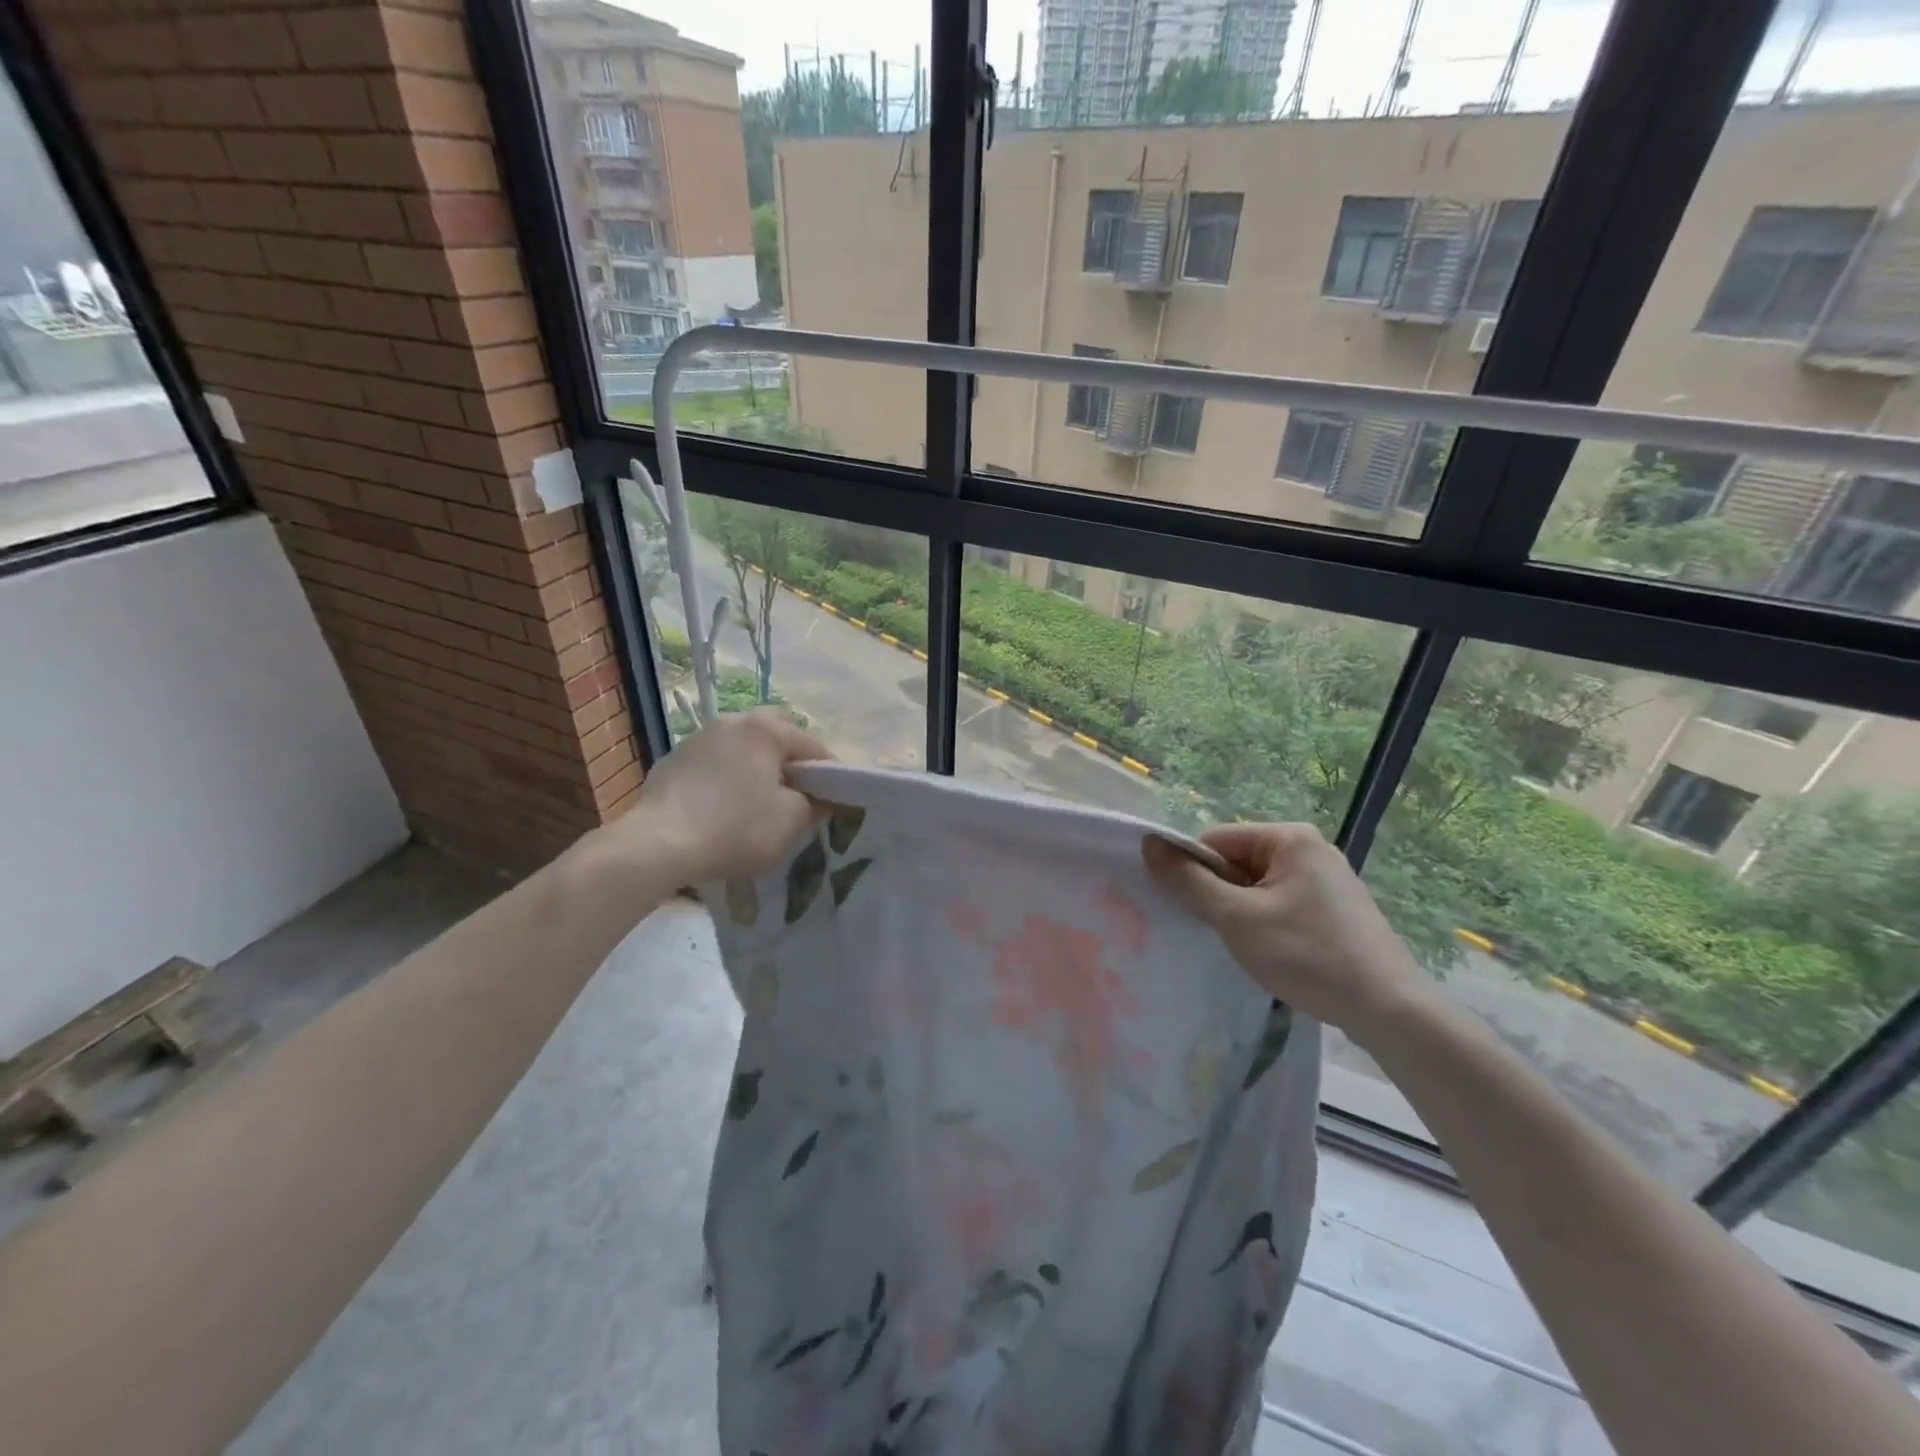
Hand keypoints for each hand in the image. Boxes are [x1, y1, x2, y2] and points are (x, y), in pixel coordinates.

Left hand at [617, 710, 829, 881]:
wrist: (657, 845)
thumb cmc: (736, 828)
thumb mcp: (791, 822)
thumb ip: (815, 804)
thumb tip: (818, 798)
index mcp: (765, 729)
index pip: (813, 745)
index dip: (831, 773)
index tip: (837, 799)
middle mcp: (732, 721)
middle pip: (774, 731)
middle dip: (789, 756)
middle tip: (796, 790)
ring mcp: (697, 738)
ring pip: (740, 745)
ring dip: (755, 765)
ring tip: (758, 800)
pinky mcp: (672, 761)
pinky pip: (713, 763)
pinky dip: (725, 778)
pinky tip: (722, 808)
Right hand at [1143, 823, 1436, 1039]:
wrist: (1389, 1010)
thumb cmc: (1307, 955)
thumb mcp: (1236, 918)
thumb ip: (1189, 880)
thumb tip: (1149, 843)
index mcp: (1289, 837)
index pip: (1216, 840)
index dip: (1195, 873)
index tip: (1195, 911)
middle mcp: (1310, 847)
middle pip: (1237, 861)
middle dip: (1221, 894)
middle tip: (1223, 932)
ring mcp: (1328, 878)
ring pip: (1258, 885)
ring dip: (1242, 912)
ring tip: (1251, 947)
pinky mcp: (1337, 908)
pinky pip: (1282, 902)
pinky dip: (1267, 923)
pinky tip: (1276, 953)